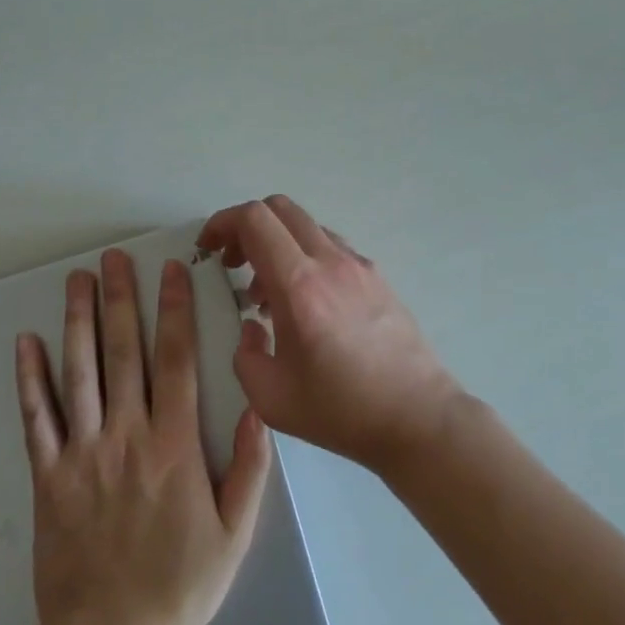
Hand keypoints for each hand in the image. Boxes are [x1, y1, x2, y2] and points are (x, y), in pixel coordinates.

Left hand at [14, 249, 270, 624]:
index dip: (174, 311)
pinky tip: (25, 344)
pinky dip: (29, 379)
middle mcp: (127, 435)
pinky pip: (36, 419)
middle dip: (122, 299)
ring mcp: (82, 453)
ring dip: (78, 322)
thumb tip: (261, 408)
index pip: (176, 360)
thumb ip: (251, 468)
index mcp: (175, 444)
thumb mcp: (235, 532)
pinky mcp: (48, 477)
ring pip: (80, 373)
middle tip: (115, 257)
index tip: (171, 271)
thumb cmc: (180, 584)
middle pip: (124, 353)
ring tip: (76, 280)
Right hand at [197, 196, 462, 476]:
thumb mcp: (271, 398)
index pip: (255, 220)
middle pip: (280, 208)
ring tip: (266, 293)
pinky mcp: (377, 276)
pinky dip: (305, 256)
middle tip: (232, 262)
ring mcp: (359, 265)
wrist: (417, 416)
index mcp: (299, 285)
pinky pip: (330, 247)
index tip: (207, 249)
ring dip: (277, 243)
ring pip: (307, 226)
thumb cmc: (341, 410)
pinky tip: (305, 302)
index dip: (222, 223)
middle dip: (246, 226)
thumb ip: (245, 355)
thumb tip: (251, 327)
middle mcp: (330, 261)